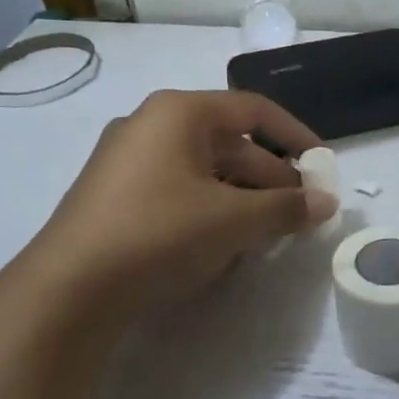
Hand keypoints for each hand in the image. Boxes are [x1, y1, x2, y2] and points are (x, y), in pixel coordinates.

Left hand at [18, 89, 333, 321]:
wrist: (71, 288)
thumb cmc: (160, 234)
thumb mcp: (233, 220)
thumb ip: (285, 208)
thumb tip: (327, 203)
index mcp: (179, 113)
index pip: (254, 111)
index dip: (296, 136)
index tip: (324, 167)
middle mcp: (151, 126)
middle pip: (229, 144)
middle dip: (271, 178)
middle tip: (301, 213)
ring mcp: (128, 161)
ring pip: (204, 171)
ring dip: (243, 198)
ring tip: (270, 233)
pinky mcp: (116, 196)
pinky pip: (178, 191)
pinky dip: (210, 210)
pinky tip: (225, 244)